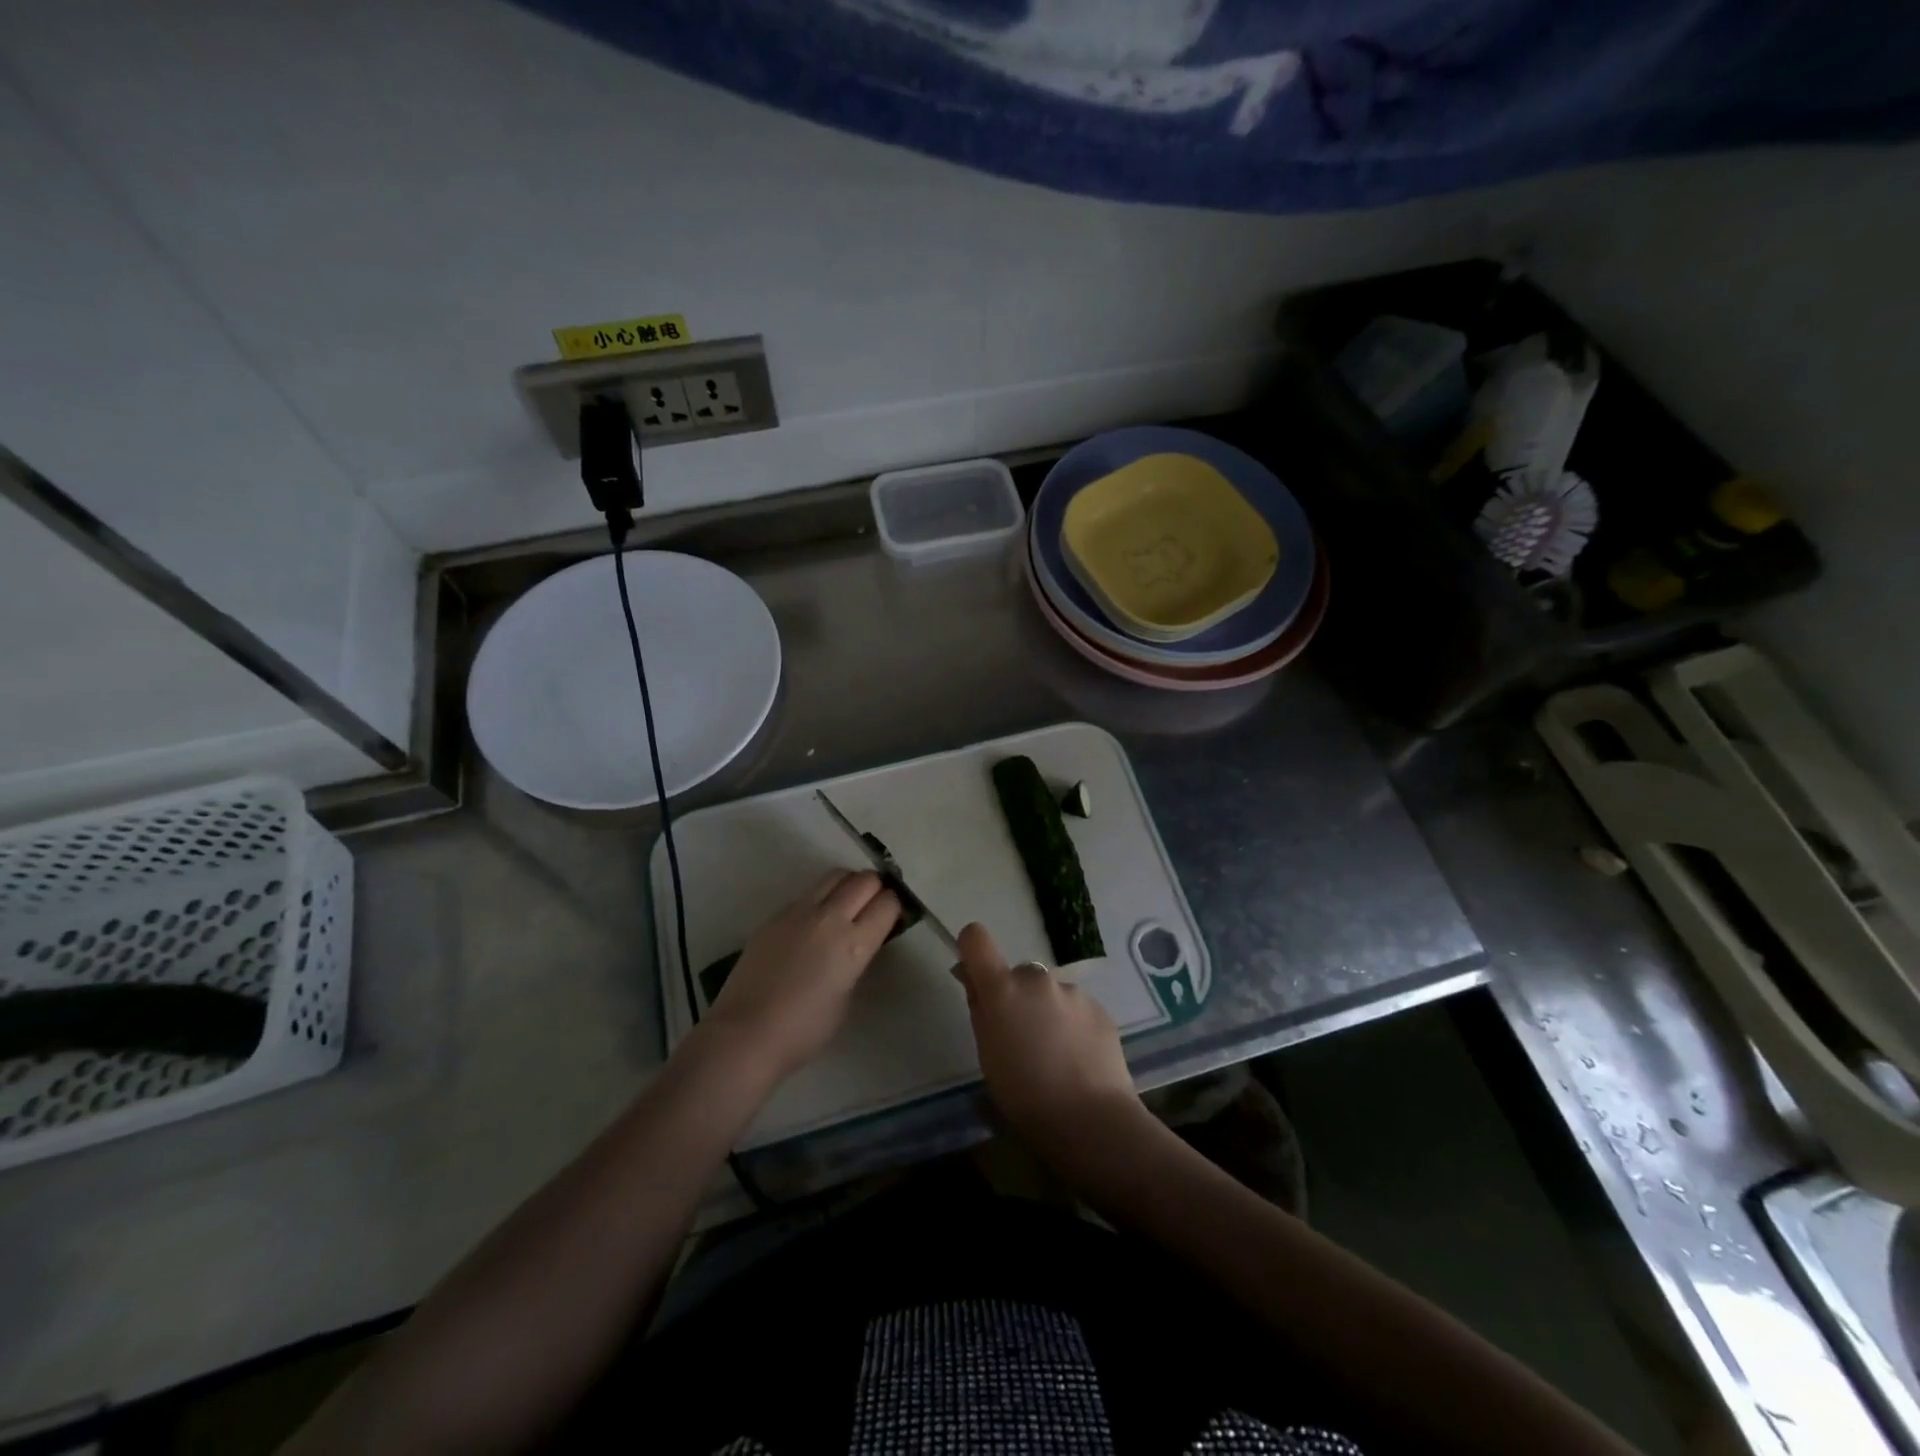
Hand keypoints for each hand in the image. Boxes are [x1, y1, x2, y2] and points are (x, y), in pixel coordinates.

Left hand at [705, 871, 899, 1079]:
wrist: (746, 1034)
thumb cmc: (804, 1030)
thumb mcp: (846, 998)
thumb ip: (855, 962)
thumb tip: (856, 945)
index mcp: (854, 943)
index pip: (887, 903)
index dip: (895, 906)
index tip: (893, 916)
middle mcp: (830, 917)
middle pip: (864, 880)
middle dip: (876, 888)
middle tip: (874, 905)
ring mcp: (799, 911)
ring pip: (835, 876)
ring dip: (849, 885)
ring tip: (847, 905)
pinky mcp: (776, 915)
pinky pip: (807, 893)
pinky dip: (821, 898)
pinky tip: (815, 922)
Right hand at [952, 922, 1147, 1156]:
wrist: (1090, 1120)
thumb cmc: (1024, 1095)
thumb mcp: (987, 1054)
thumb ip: (979, 1008)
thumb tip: (971, 978)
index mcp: (1003, 989)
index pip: (976, 939)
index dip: (972, 949)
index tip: (974, 975)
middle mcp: (1038, 979)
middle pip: (1018, 974)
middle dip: (1016, 996)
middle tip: (1020, 1038)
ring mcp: (1073, 992)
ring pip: (1050, 993)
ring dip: (1047, 1012)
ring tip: (1055, 1056)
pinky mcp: (1100, 1009)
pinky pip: (1076, 1008)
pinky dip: (1072, 1025)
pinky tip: (1078, 1060)